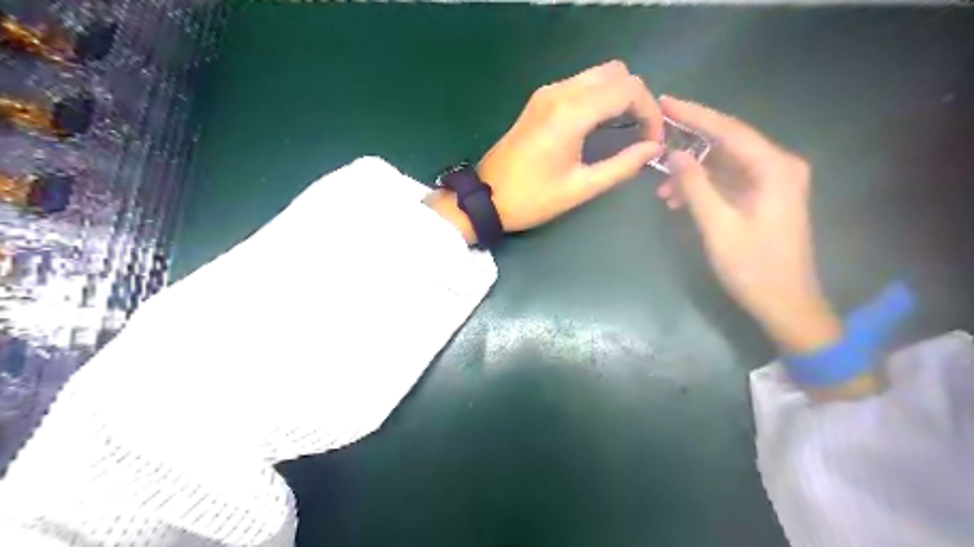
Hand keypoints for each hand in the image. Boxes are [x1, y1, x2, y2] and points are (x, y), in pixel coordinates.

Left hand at [427, 59, 665, 240]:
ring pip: (597, 75)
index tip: (654, 140)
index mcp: (571, 112)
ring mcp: (547, 93)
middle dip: (637, 98)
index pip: (628, 90)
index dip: (650, 111)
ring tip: (626, 129)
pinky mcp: (539, 100)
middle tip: (642, 132)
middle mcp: (560, 92)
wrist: (486, 197)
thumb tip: (653, 149)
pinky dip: (599, 97)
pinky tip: (602, 124)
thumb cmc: (532, 198)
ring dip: (618, 95)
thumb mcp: (580, 188)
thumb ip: (621, 166)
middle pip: (616, 72)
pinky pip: (580, 85)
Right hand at [657, 97, 840, 355]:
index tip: (665, 101)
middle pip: (728, 143)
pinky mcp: (764, 198)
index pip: (729, 130)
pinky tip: (678, 200)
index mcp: (775, 168)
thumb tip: (674, 154)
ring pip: (725, 165)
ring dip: (693, 173)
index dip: (695, 115)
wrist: (785, 303)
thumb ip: (695, 186)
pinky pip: (728, 182)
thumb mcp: (717, 226)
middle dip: (690, 143)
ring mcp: (773, 183)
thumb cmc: (752, 267)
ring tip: (661, 189)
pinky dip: (704, 188)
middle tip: (656, 136)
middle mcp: (779, 167)